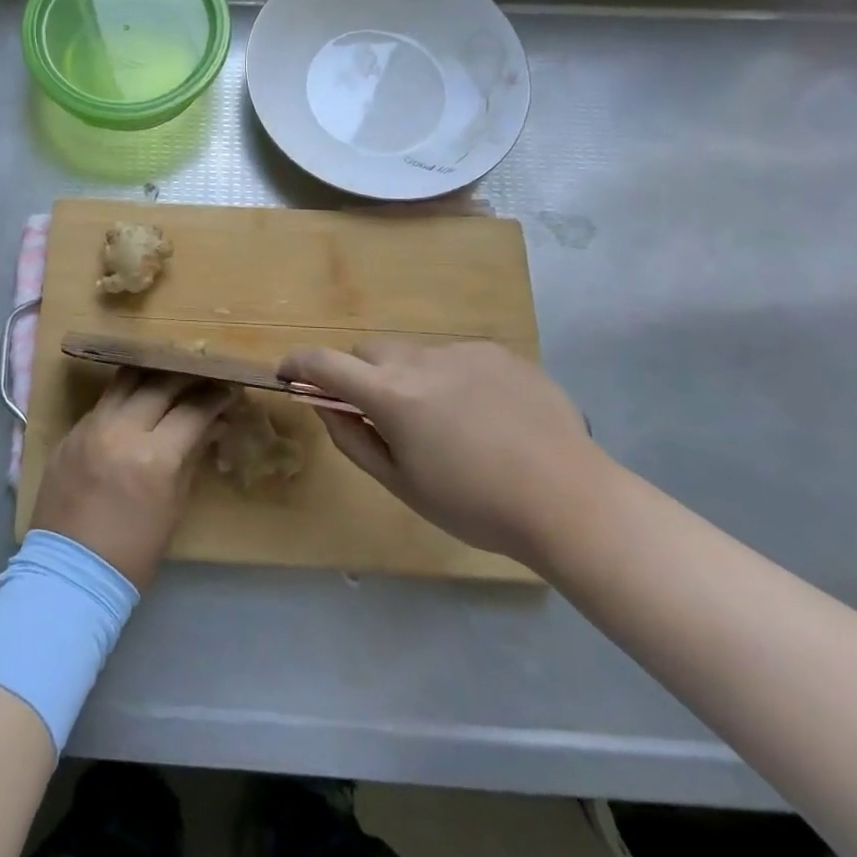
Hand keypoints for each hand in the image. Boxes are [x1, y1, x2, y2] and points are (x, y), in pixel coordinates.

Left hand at [30, 369, 229, 591]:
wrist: (71, 572)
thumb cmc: (134, 550)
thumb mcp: (174, 505)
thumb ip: (192, 456)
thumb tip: (213, 424)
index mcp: (154, 457)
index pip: (193, 410)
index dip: (215, 398)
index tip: (229, 390)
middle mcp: (121, 430)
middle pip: (161, 384)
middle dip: (188, 379)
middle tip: (204, 379)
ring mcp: (92, 426)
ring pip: (127, 380)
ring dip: (153, 376)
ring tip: (170, 378)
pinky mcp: (72, 430)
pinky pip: (105, 400)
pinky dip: (126, 395)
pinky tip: (138, 399)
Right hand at [280, 340, 605, 565]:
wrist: (569, 501)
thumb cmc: (476, 505)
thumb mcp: (402, 484)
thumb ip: (353, 440)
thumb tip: (323, 407)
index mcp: (391, 395)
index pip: (325, 363)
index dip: (298, 364)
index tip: (288, 373)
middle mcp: (420, 360)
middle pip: (370, 352)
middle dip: (362, 375)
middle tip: (385, 416)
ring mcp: (462, 351)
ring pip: (415, 354)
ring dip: (410, 377)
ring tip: (448, 422)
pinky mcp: (498, 351)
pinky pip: (456, 356)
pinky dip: (452, 378)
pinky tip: (486, 415)